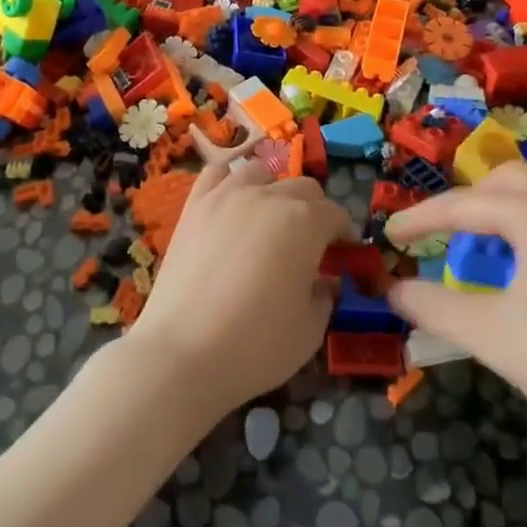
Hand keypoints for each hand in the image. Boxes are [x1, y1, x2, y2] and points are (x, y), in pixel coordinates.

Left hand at [125, 157, 351, 420]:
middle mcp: (270, 196)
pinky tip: (232, 202)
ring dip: (274, 191)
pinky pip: (217, 174)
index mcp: (306, 222)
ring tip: (269, 221)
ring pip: (261, 173)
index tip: (343, 256)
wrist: (182, 353)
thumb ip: (325, 296)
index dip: (344, 235)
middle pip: (303, 188)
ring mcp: (227, 195)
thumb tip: (326, 281)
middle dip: (315, 212)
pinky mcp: (194, 205)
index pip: (336, 215)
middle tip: (310, 246)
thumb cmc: (256, 345)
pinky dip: (231, 181)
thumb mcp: (310, 329)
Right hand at [385, 162, 526, 469]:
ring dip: (505, 212)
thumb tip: (392, 291)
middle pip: (507, 181)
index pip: (463, 205)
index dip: (420, 219)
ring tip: (487, 255)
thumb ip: (432, 307)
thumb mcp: (490, 335)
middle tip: (445, 238)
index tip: (389, 235)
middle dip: (469, 203)